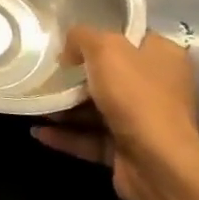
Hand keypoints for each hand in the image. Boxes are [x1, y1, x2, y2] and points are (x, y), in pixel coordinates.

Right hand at [32, 29, 198, 199]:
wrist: (157, 164)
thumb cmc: (136, 96)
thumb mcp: (105, 48)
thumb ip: (82, 37)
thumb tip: (69, 49)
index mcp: (164, 56)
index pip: (131, 37)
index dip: (100, 34)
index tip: (69, 38)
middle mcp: (159, 87)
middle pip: (111, 74)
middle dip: (76, 75)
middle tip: (46, 70)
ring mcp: (144, 121)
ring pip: (98, 108)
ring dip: (66, 107)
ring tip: (34, 103)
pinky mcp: (128, 150)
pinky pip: (91, 138)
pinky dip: (66, 135)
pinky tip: (39, 131)